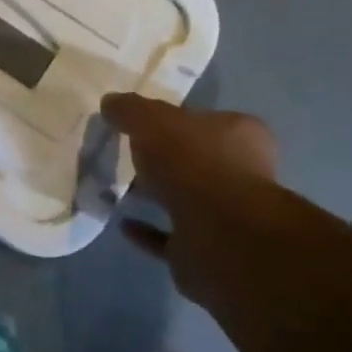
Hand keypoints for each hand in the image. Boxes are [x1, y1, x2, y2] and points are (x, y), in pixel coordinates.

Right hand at [102, 93, 279, 301]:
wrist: (219, 234)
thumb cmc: (193, 162)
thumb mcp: (152, 120)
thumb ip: (130, 109)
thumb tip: (110, 103)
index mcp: (240, 135)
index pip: (206, 120)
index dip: (175, 119)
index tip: (142, 123)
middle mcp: (241, 173)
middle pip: (196, 159)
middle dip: (163, 158)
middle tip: (126, 154)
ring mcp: (226, 215)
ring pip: (185, 198)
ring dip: (156, 194)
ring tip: (118, 187)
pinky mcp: (207, 248)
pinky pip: (171, 236)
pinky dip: (148, 230)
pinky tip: (123, 222)